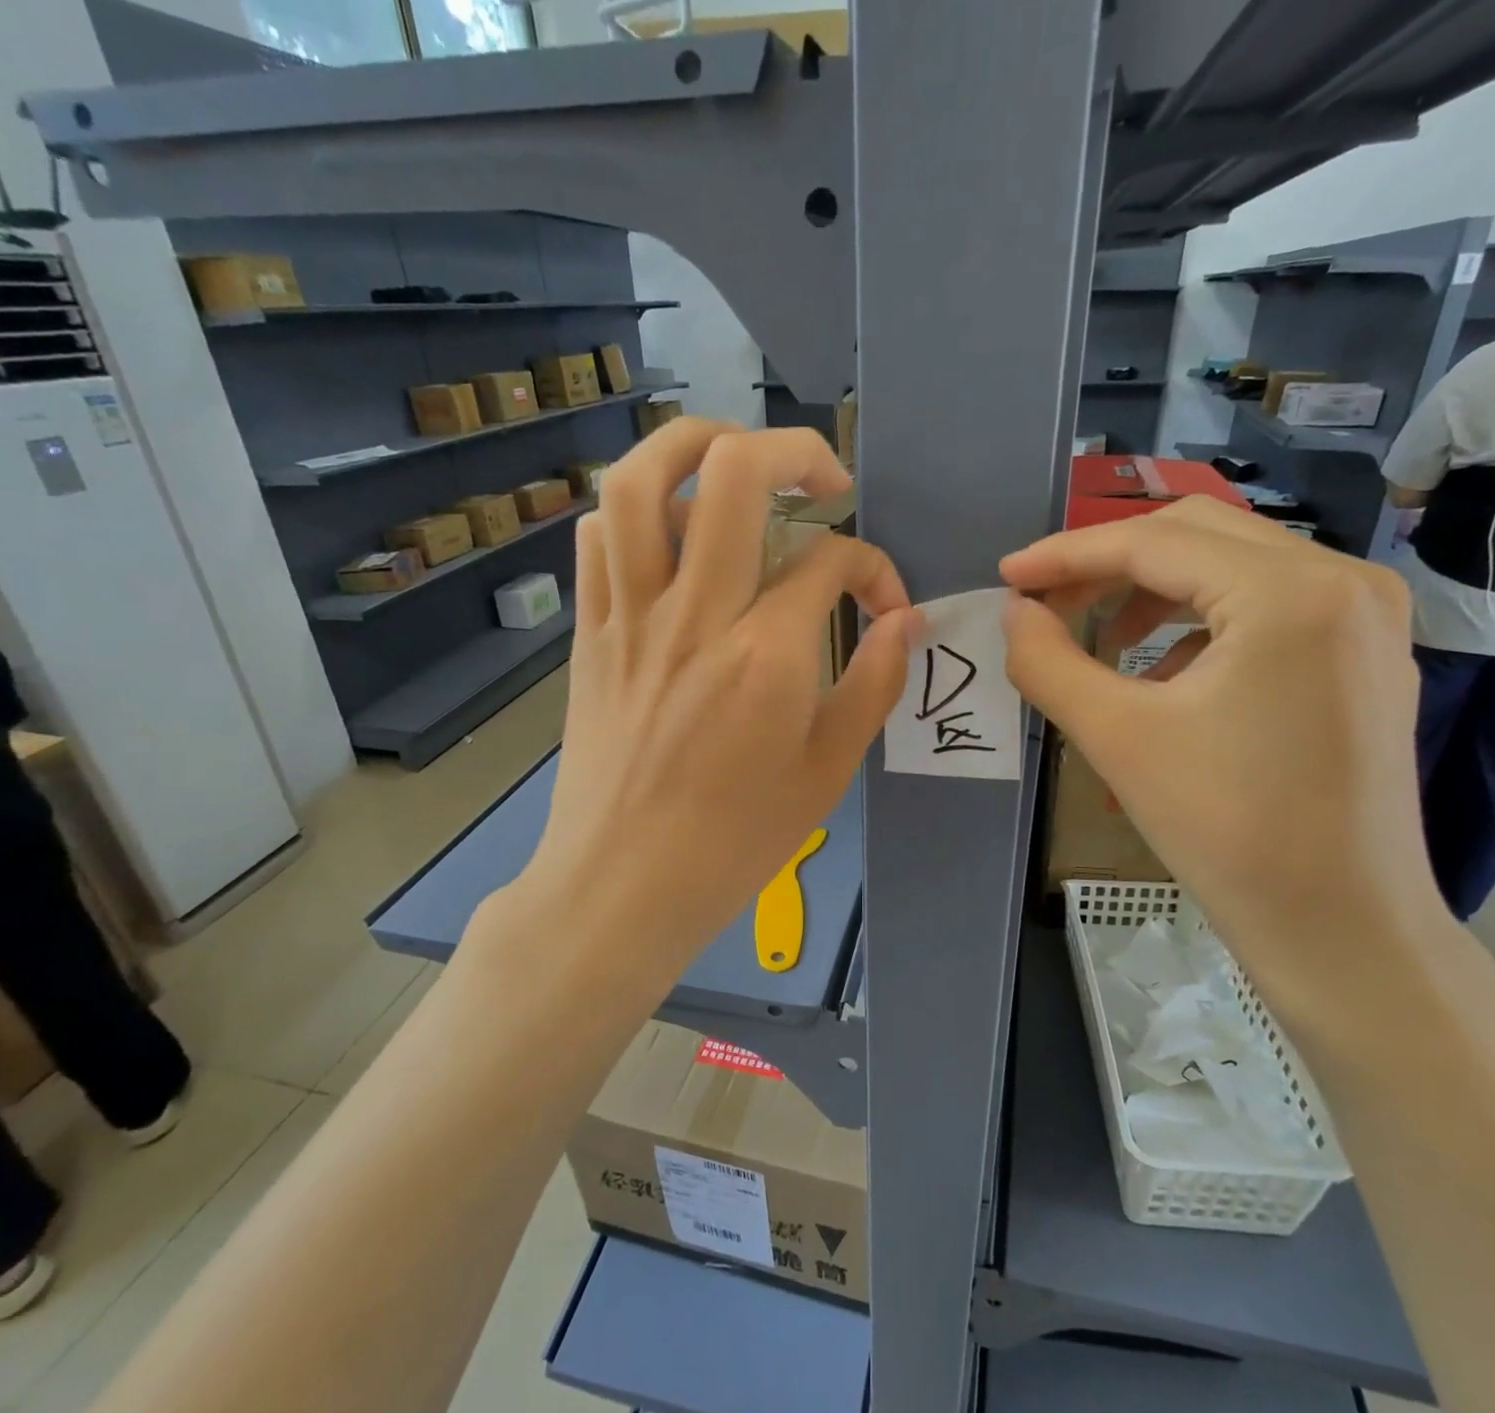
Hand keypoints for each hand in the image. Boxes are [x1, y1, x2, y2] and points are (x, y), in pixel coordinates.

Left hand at [530, 421, 916, 979]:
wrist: (622, 885)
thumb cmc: (734, 842)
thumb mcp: (827, 773)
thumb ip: (873, 686)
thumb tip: (904, 622)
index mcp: (767, 654)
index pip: (831, 559)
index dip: (873, 565)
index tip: (883, 603)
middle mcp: (696, 614)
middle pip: (735, 472)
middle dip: (794, 450)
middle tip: (823, 480)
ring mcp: (632, 617)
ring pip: (643, 481)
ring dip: (695, 445)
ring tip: (734, 461)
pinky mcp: (590, 633)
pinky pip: (597, 537)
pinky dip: (635, 511)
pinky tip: (669, 536)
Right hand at [1000, 498, 1466, 1041]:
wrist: (1339, 924)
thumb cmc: (1225, 830)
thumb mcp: (1115, 737)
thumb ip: (1046, 661)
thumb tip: (1013, 612)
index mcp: (1289, 593)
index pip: (1153, 542)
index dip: (1067, 555)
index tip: (1007, 575)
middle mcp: (1343, 579)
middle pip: (1197, 534)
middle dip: (1108, 564)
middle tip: (1046, 604)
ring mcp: (1366, 614)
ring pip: (1232, 563)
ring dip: (1153, 589)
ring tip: (1100, 641)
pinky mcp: (1365, 650)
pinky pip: (1266, 602)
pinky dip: (1199, 620)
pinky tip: (1162, 674)